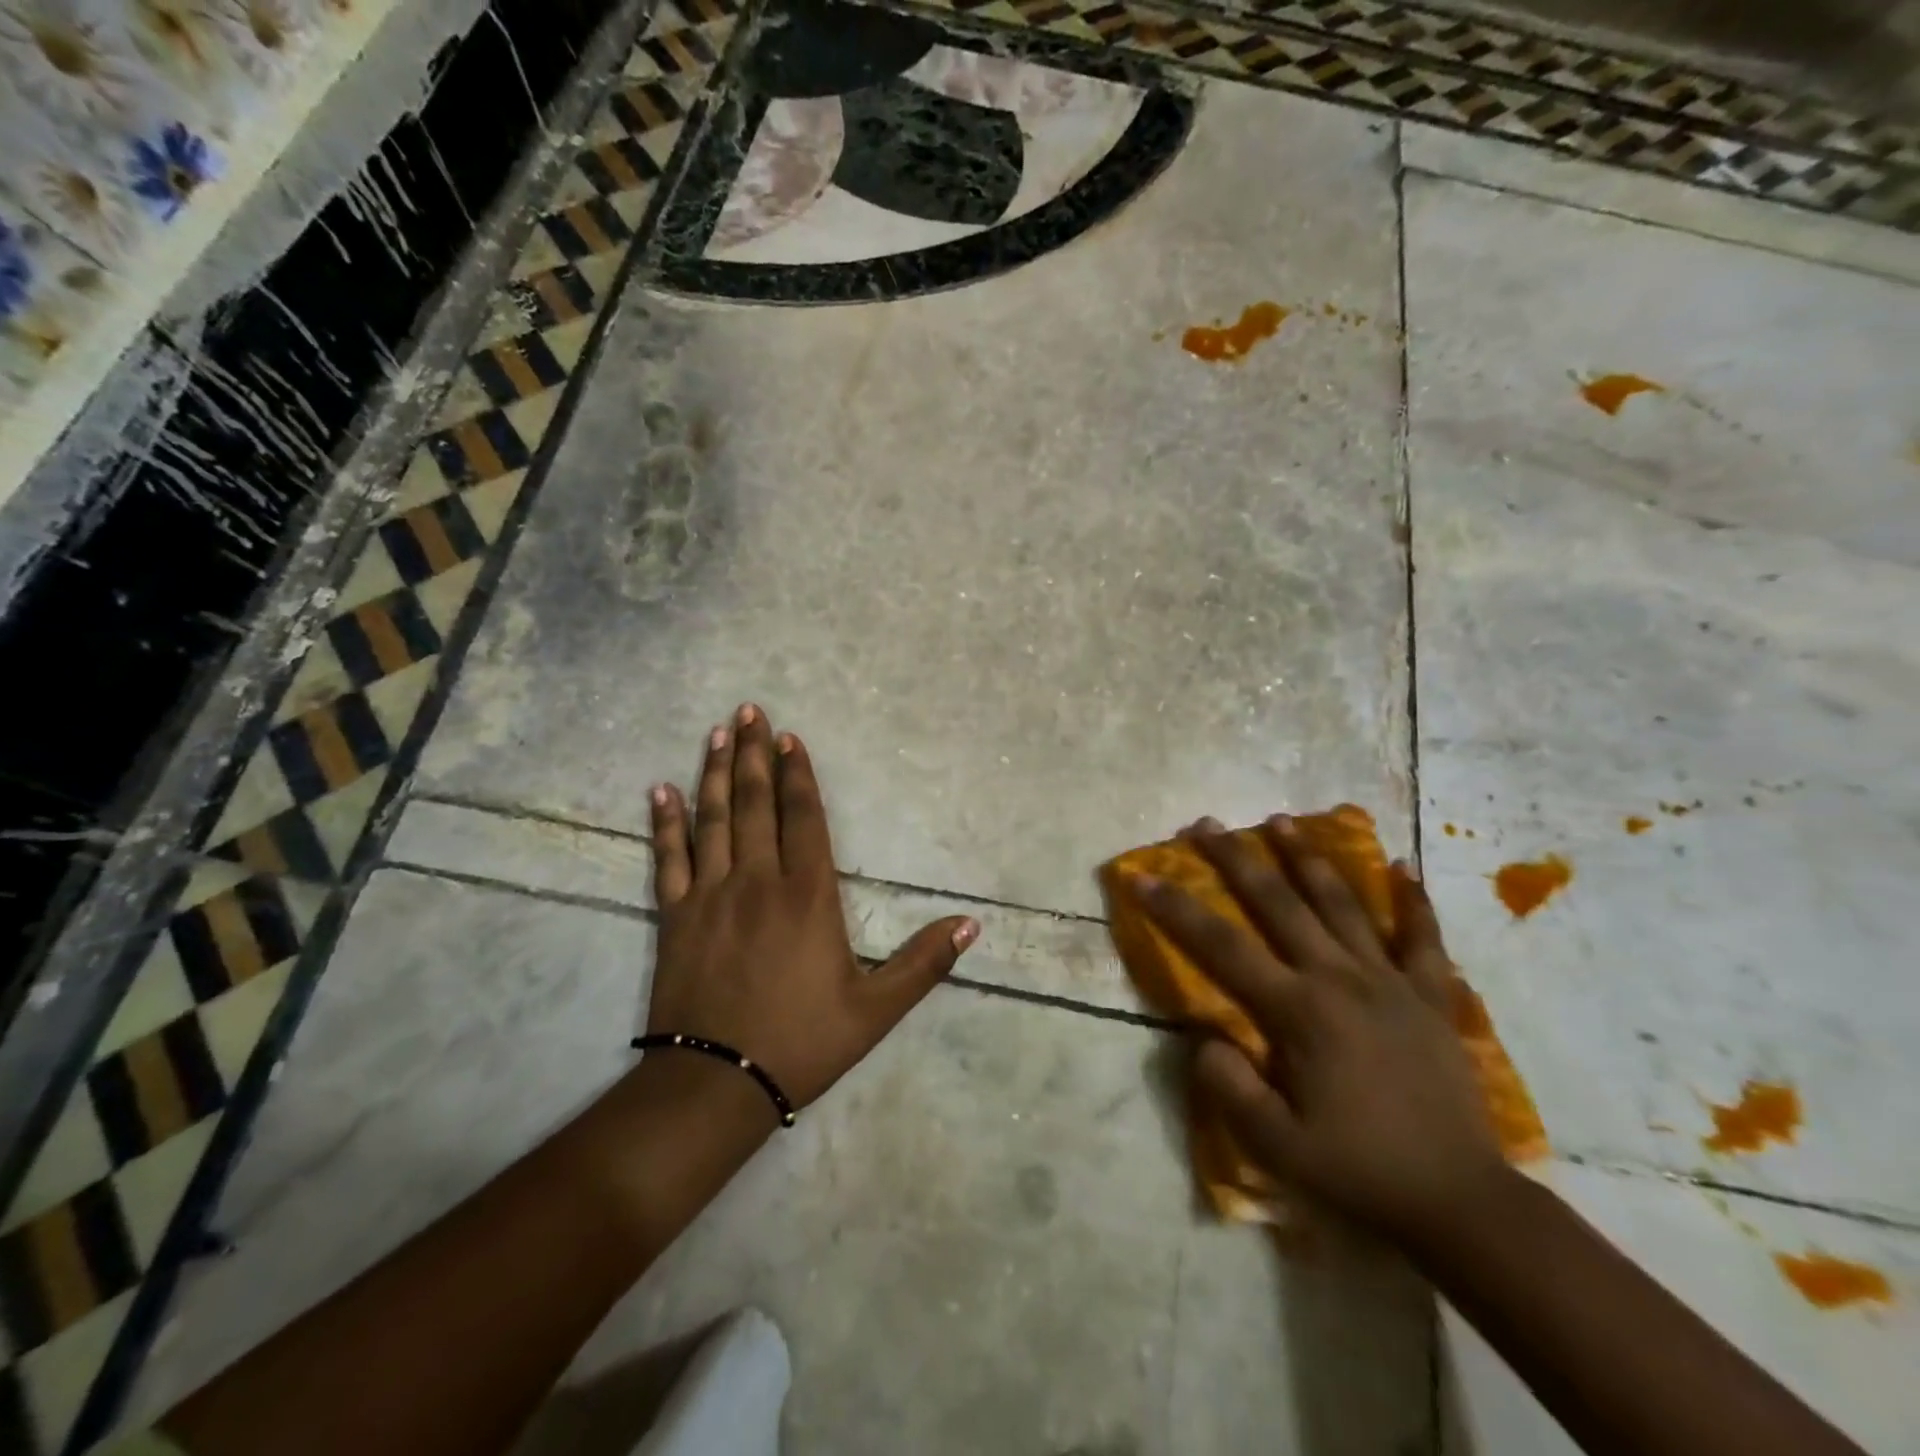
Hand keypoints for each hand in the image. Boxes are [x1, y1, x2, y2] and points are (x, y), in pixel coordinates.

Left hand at [646, 705, 978, 1118]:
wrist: (717, 1084)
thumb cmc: (802, 1042)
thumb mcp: (876, 1010)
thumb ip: (923, 963)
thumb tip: (971, 924)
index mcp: (808, 895)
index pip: (804, 817)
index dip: (799, 774)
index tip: (791, 737)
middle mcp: (758, 881)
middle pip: (756, 804)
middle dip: (756, 754)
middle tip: (750, 711)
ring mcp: (711, 895)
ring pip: (713, 819)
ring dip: (718, 773)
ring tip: (719, 733)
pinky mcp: (676, 916)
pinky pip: (669, 858)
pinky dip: (665, 823)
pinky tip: (661, 791)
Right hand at [1137, 817, 1509, 1245]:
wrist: (1460, 1202)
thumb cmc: (1359, 1171)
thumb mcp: (1276, 1145)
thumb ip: (1229, 1086)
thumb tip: (1204, 1037)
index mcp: (1298, 1011)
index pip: (1222, 947)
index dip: (1177, 909)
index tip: (1144, 877)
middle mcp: (1339, 979)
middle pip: (1278, 904)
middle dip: (1236, 860)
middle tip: (1206, 824)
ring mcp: (1389, 981)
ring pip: (1341, 904)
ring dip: (1307, 858)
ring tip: (1280, 820)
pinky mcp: (1430, 996)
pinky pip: (1422, 938)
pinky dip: (1413, 900)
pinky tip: (1401, 866)